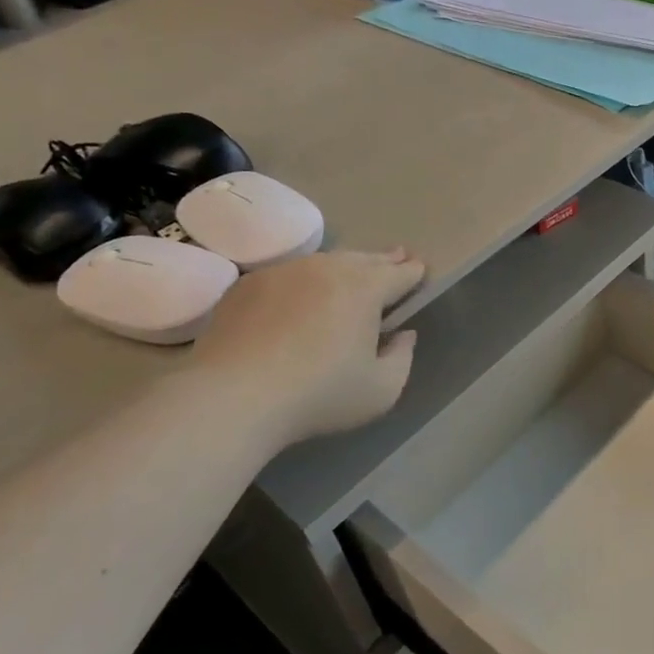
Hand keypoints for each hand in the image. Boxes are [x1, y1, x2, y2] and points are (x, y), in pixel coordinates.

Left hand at [189, 249, 425, 443]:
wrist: (233, 396)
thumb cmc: (318, 394)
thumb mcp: (381, 390)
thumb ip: (402, 358)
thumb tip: (404, 335)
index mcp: (365, 288)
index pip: (399, 273)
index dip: (413, 272)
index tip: (419, 269)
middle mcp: (327, 268)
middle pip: (363, 259)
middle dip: (383, 260)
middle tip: (396, 257)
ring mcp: (283, 272)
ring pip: (324, 263)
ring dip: (343, 267)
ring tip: (351, 275)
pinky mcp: (247, 285)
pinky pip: (287, 276)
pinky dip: (302, 282)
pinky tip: (301, 297)